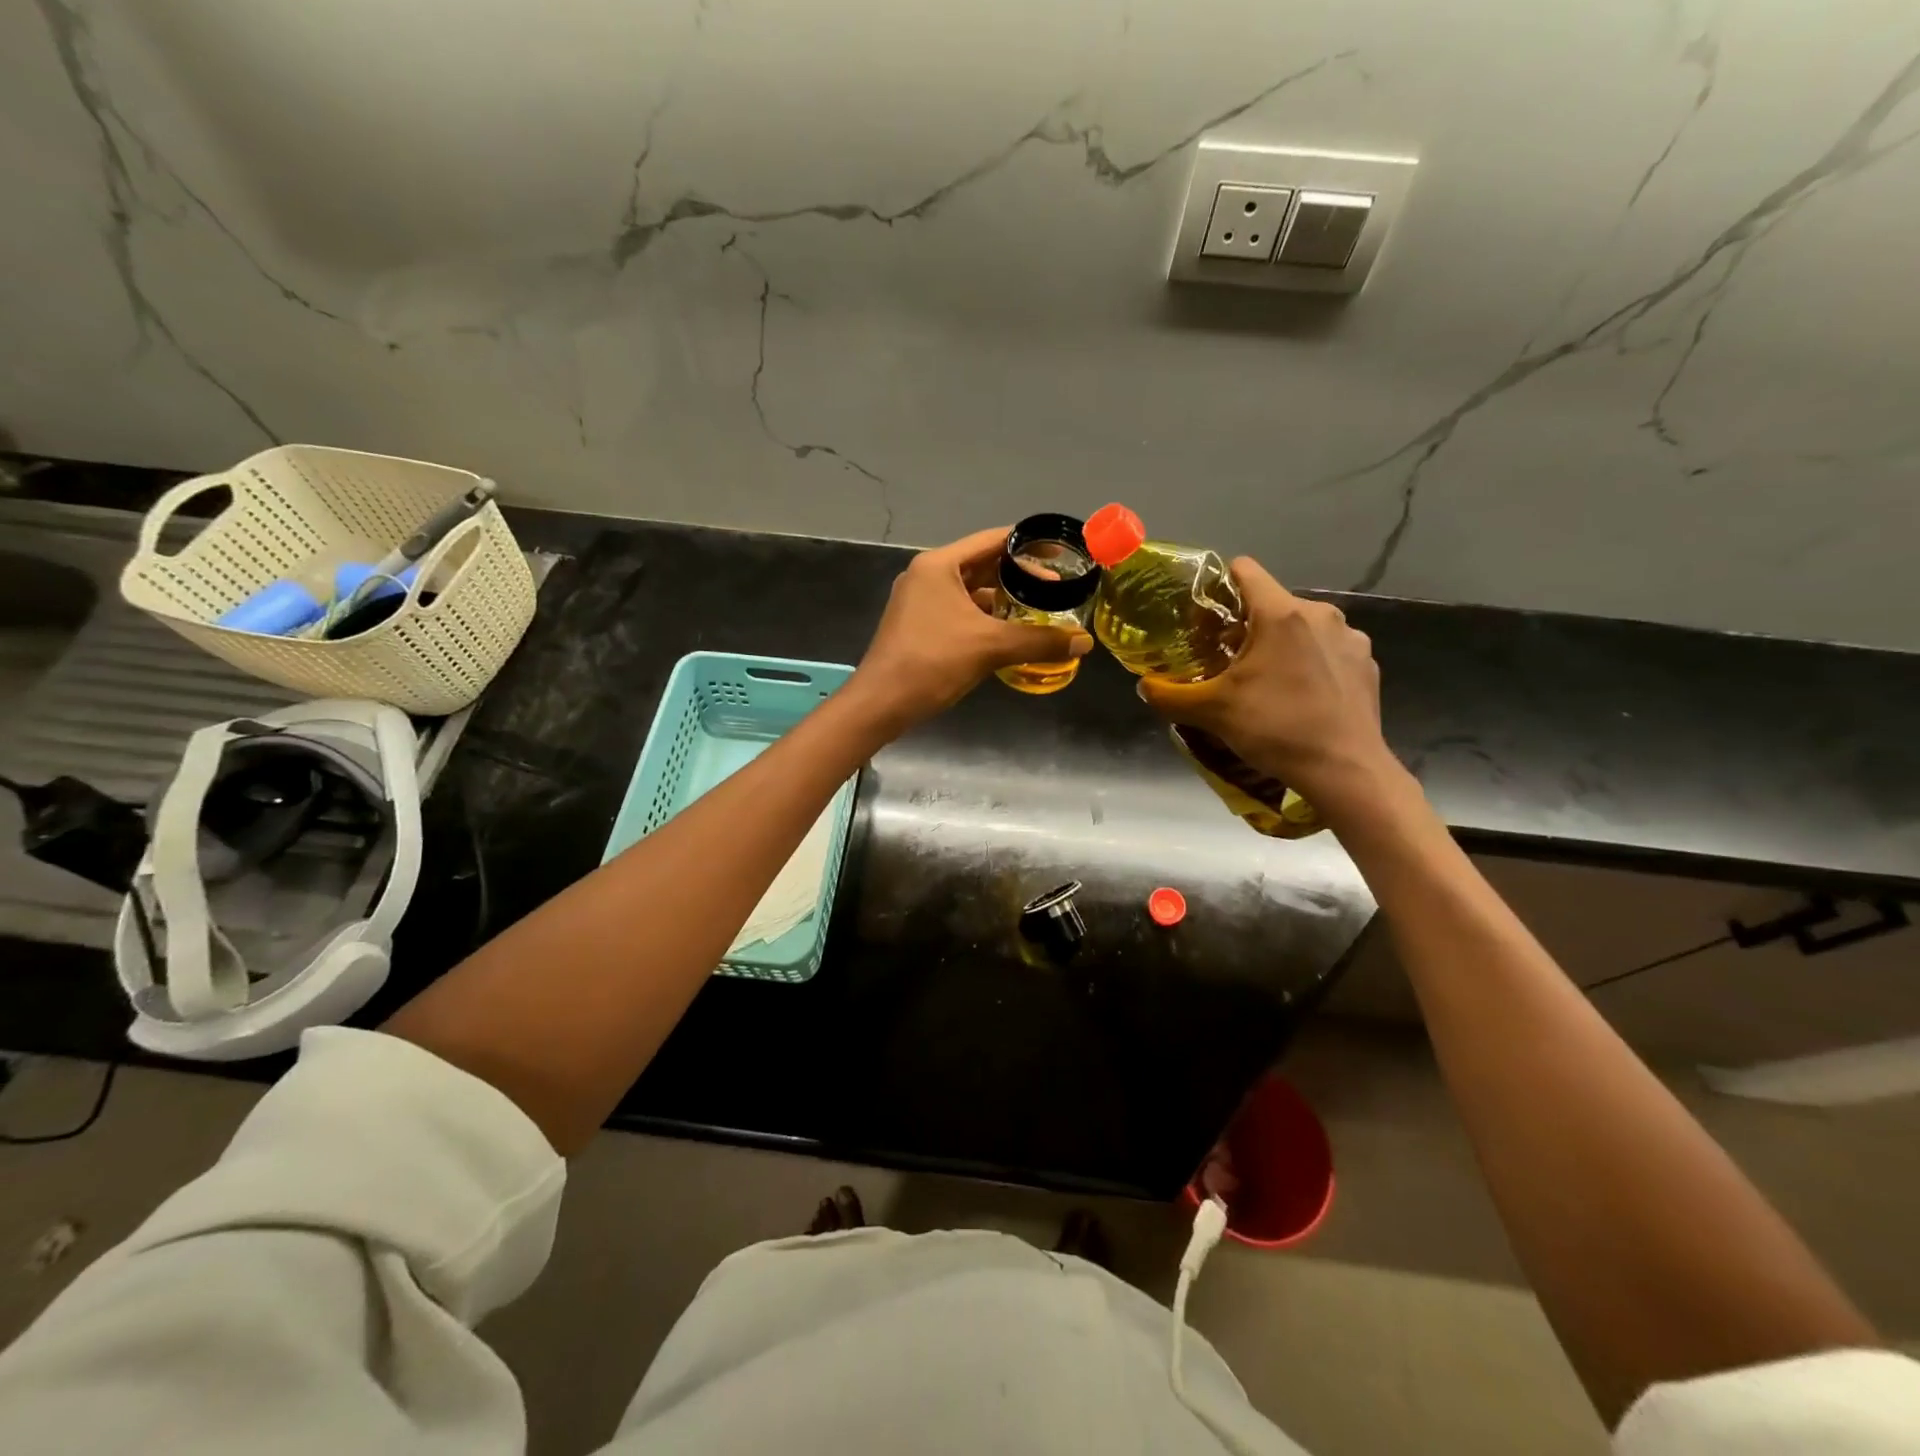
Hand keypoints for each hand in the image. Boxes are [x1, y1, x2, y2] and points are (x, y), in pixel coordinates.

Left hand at [847, 527, 1091, 732]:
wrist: (881, 703)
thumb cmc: (932, 663)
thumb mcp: (990, 648)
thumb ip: (1039, 640)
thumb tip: (1085, 642)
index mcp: (939, 565)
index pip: (992, 540)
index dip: (1029, 546)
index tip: (1061, 554)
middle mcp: (928, 575)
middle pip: (983, 564)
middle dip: (1020, 576)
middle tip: (1058, 588)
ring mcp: (921, 601)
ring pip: (972, 591)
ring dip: (1004, 600)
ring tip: (1040, 611)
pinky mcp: (920, 625)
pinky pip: (961, 612)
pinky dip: (986, 618)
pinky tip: (1010, 633)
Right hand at [1137, 558, 1398, 813]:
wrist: (1344, 770)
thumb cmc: (1275, 729)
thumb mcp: (1211, 712)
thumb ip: (1169, 695)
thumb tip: (1144, 686)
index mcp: (1281, 613)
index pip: (1246, 570)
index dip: (1220, 586)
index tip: (1206, 617)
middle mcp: (1321, 614)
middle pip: (1272, 603)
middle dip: (1247, 625)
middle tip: (1228, 660)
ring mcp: (1351, 637)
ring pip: (1302, 627)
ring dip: (1281, 644)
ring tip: (1267, 681)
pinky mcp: (1368, 662)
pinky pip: (1328, 650)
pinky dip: (1311, 663)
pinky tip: (1302, 696)